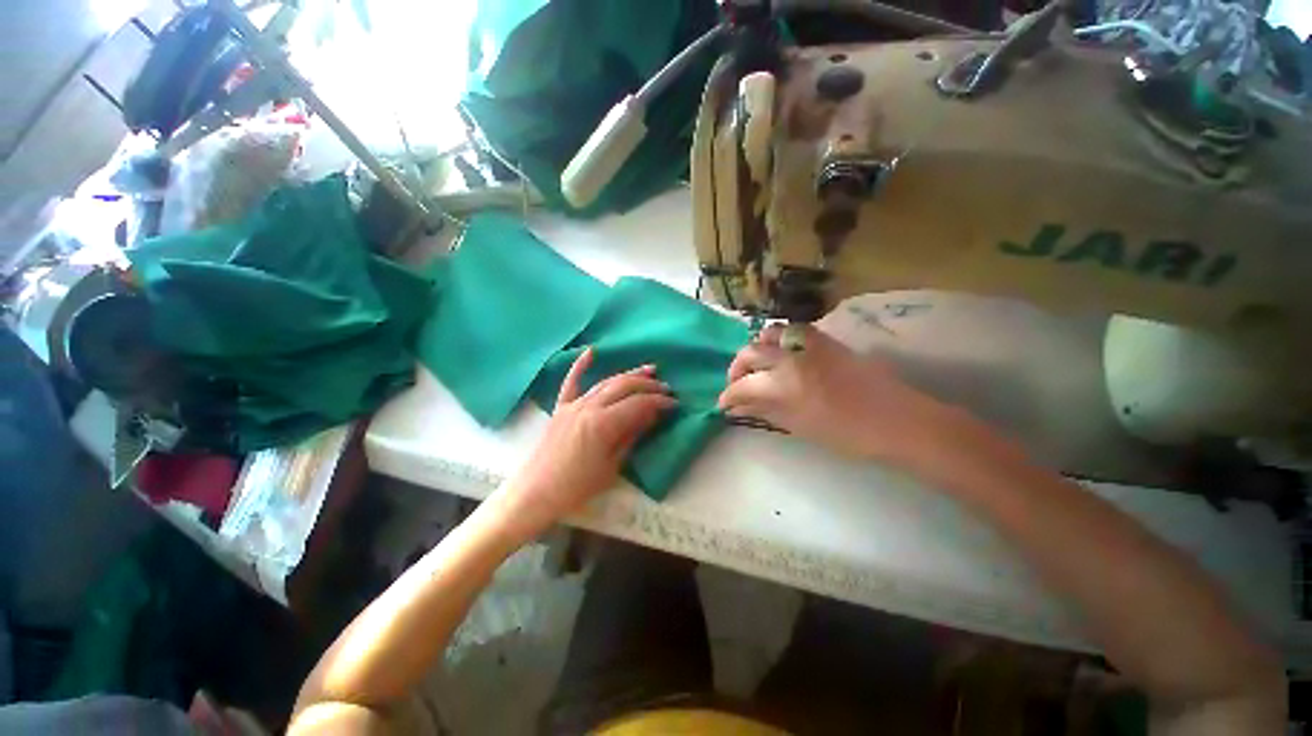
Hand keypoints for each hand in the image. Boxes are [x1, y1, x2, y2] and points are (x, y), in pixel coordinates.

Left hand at [490, 347, 676, 539]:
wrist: (536, 492)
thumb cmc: (577, 487)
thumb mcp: (612, 466)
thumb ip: (632, 436)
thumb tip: (653, 416)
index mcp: (603, 423)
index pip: (638, 404)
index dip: (659, 402)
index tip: (674, 404)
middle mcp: (589, 406)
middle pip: (624, 387)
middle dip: (648, 385)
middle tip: (666, 388)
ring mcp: (573, 404)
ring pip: (606, 382)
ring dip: (629, 375)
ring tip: (648, 371)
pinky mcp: (561, 407)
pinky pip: (571, 382)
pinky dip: (580, 366)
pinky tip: (590, 352)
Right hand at [718, 323, 955, 466]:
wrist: (898, 421)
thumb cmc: (848, 435)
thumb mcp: (799, 427)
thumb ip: (765, 411)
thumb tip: (737, 408)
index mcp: (784, 386)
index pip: (742, 385)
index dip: (728, 395)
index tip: (723, 403)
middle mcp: (792, 358)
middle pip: (750, 353)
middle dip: (736, 368)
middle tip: (736, 384)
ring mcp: (810, 345)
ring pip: (770, 334)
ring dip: (756, 347)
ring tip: (756, 364)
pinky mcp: (827, 340)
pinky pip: (795, 330)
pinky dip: (780, 339)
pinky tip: (782, 354)